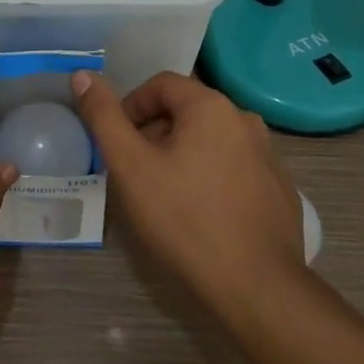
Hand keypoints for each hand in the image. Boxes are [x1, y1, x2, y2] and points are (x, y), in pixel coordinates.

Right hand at [72, 70, 305, 314]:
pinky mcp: (280, 190)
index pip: (160, 85)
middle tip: (137, 172)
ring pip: (210, 140)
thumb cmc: (184, 218)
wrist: (256, 288)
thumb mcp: (130, 165)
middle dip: (155, 133)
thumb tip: (83, 75)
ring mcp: (269, 156)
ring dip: (183, 154)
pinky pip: (235, 168)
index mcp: (211, 106)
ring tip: (166, 194)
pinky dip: (212, 177)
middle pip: (186, 111)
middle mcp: (245, 120)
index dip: (131, 108)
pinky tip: (202, 214)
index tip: (119, 144)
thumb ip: (104, 116)